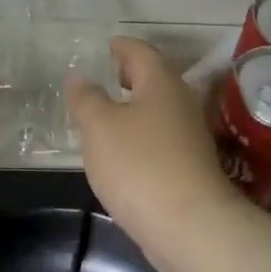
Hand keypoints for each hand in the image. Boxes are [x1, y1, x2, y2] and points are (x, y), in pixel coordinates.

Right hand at [67, 38, 241, 248]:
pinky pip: (161, 137)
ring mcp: (189, 136)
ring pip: (159, 110)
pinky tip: (124, 152)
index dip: (122, 46)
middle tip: (105, 75)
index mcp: (161, 82)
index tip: (106, 46)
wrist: (189, 225)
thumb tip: (80, 77)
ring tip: (107, 114)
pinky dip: (142, 134)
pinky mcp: (190, 166)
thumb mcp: (99, 127)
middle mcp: (181, 102)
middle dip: (131, 75)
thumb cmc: (139, 165)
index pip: (141, 51)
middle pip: (155, 78)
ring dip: (136, 107)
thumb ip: (87, 99)